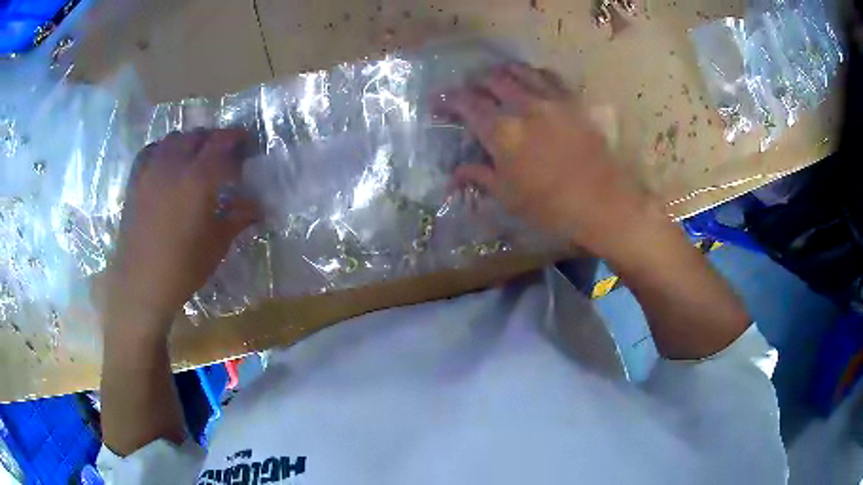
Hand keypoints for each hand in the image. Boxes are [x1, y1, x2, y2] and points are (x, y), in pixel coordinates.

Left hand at [103, 129, 259, 334]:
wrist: (142, 284)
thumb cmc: (183, 268)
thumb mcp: (218, 244)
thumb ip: (239, 217)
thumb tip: (258, 205)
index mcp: (198, 179)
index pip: (222, 142)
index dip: (237, 137)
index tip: (246, 142)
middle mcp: (174, 165)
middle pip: (198, 135)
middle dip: (214, 138)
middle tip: (223, 153)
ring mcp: (151, 170)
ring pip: (174, 138)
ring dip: (190, 141)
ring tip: (195, 157)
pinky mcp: (136, 180)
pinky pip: (152, 150)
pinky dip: (164, 149)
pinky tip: (168, 163)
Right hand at [436, 64, 661, 258]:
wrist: (602, 203)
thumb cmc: (551, 206)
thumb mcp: (508, 196)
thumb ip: (479, 176)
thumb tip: (452, 175)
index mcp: (501, 131)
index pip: (465, 103)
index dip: (447, 99)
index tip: (438, 104)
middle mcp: (523, 106)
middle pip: (490, 79)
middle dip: (474, 84)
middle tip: (470, 95)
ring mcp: (550, 100)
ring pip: (519, 71)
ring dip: (501, 74)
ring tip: (497, 82)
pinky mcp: (572, 101)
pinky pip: (548, 76)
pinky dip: (532, 75)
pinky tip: (531, 84)